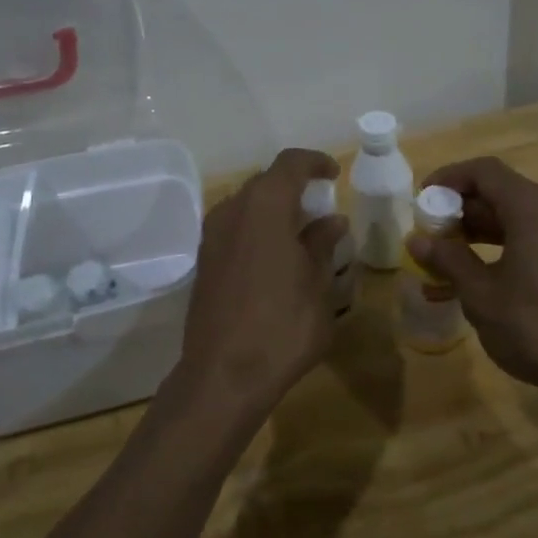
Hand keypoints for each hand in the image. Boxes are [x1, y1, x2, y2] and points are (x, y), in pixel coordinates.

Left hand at [172, 148, 348, 420]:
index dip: (315, 162)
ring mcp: (212, 236)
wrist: (223, 375)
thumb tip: (331, 221)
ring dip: (274, 209)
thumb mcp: (318, 285)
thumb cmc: (283, 327)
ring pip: (247, 205)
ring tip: (301, 232)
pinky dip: (257, 229)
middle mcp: (232, 211)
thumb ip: (323, 245)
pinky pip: (235, 228)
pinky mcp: (204, 261)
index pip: (290, 163)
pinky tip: (276, 256)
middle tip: (321, 206)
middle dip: (295, 187)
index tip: (334, 174)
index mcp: (265, 207)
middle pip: (265, 182)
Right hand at [409, 156, 537, 406]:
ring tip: (445, 263)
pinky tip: (480, 281)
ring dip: (479, 236)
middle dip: (461, 212)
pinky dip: (504, 250)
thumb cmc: (537, 328)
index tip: (422, 199)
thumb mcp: (481, 295)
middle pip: (501, 194)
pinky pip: (535, 240)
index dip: (449, 178)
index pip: (484, 171)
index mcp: (533, 208)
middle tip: (430, 236)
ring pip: (517, 220)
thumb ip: (448, 259)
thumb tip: (416, 239)